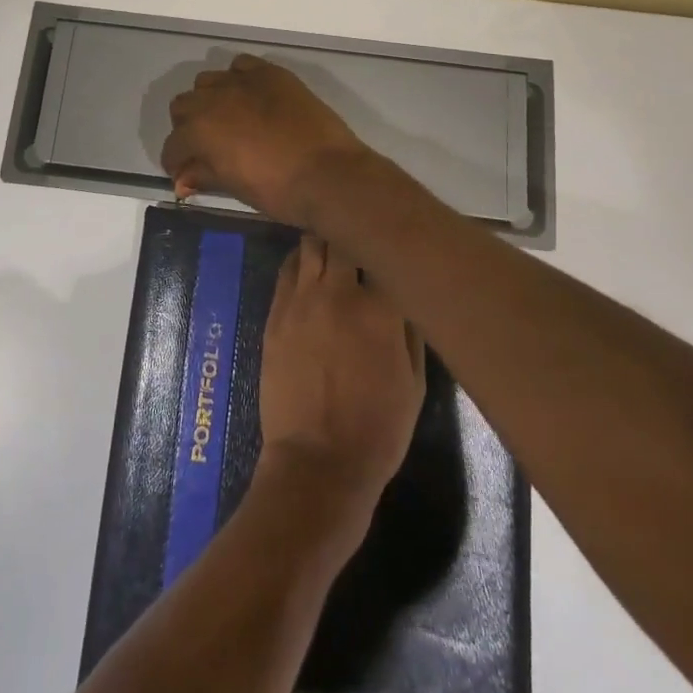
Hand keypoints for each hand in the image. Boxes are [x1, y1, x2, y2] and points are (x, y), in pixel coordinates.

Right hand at [162, 55, 371, 225]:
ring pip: (207, 81)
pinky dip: (238, 79)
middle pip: (183, 106)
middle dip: (187, 128)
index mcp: (199, 131)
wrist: (329, 174)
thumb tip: (182, 180)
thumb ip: (203, 175)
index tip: (185, 174)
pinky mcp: (270, 73)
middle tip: (205, 148)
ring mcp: (242, 81)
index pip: (173, 145)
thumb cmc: (278, 190)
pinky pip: (241, 66)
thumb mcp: (234, 186)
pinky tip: (250, 97)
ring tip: (227, 119)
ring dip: (209, 100)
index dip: (175, 162)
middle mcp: (213, 99)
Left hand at [256, 234, 425, 530]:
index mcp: (380, 308)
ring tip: (334, 241)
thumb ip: (411, 329)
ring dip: (324, 238)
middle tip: (361, 233)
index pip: (385, 251)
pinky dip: (301, 260)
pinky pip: (288, 268)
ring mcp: (302, 298)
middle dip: (353, 231)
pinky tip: (310, 265)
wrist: (317, 462)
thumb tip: (406, 292)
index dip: (390, 243)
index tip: (394, 240)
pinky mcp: (276, 311)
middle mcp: (339, 291)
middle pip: (343, 235)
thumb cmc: (377, 429)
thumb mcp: (415, 383)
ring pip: (311, 242)